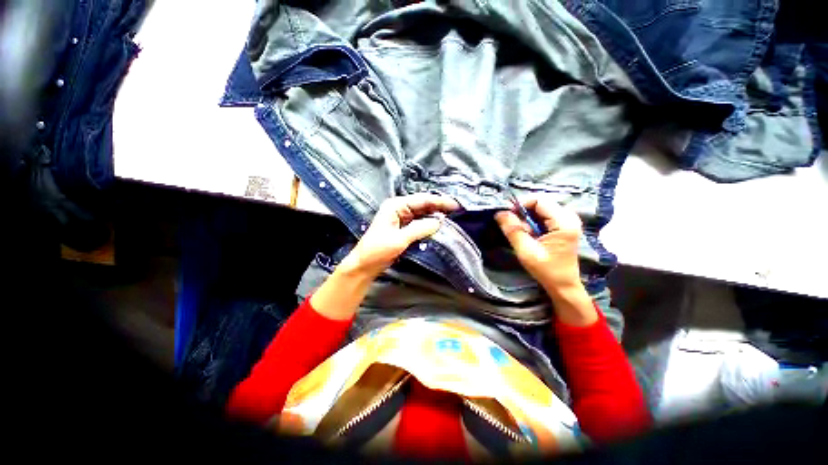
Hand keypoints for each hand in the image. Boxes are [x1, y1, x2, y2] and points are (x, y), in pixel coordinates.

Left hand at [339, 193, 459, 278]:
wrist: (364, 265)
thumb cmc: (377, 250)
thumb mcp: (399, 239)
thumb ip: (420, 229)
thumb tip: (440, 222)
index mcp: (396, 205)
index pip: (422, 200)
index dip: (440, 202)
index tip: (456, 206)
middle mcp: (399, 208)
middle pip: (423, 205)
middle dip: (440, 207)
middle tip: (458, 211)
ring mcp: (401, 218)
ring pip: (423, 213)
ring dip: (436, 215)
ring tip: (452, 218)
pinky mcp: (403, 228)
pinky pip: (419, 223)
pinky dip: (429, 224)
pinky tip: (439, 227)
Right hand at [495, 196, 582, 293]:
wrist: (563, 285)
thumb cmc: (546, 270)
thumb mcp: (526, 251)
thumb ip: (513, 230)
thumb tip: (499, 213)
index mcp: (564, 222)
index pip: (539, 200)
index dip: (521, 204)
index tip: (507, 216)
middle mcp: (569, 217)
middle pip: (540, 203)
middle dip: (523, 213)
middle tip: (514, 227)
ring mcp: (568, 220)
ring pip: (540, 209)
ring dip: (527, 219)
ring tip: (523, 233)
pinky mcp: (564, 225)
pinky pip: (544, 216)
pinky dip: (533, 222)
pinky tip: (530, 234)